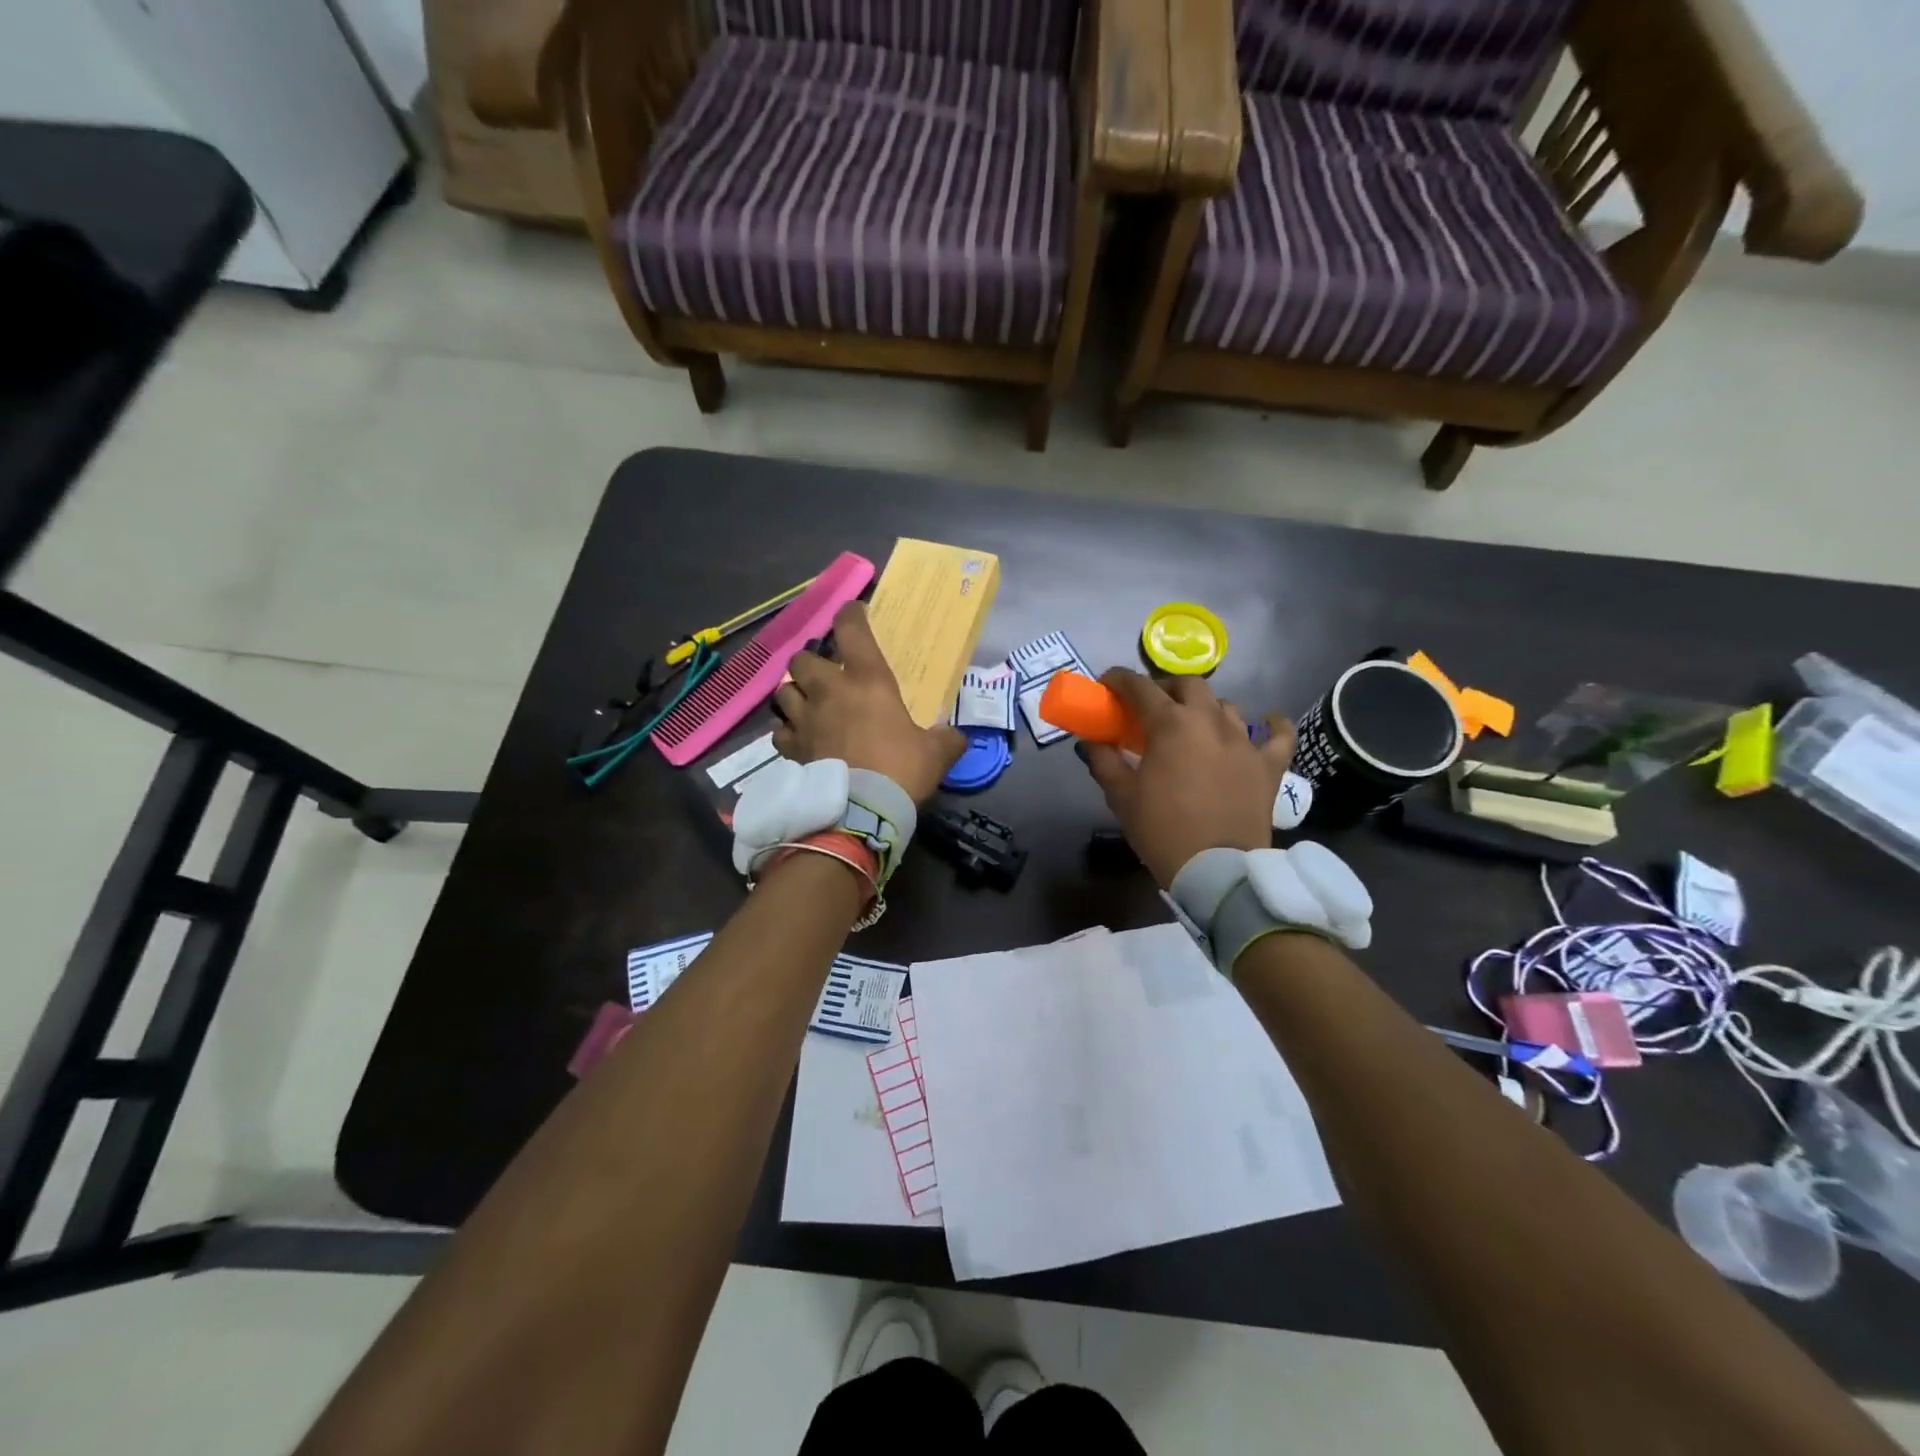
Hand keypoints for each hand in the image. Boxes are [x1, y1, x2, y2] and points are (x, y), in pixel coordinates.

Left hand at [772, 602, 964, 803]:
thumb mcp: (937, 752)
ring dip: (794, 693)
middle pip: (802, 658)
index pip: (851, 629)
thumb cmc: (901, 770)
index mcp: (867, 680)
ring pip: (783, 691)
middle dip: (811, 661)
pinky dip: (787, 730)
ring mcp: (805, 719)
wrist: (862, 812)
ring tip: (806, 703)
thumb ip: (946, 738)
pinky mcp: (791, 748)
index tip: (854, 613)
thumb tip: (956, 737)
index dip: (850, 614)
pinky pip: (779, 731)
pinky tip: (798, 737)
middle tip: (825, 674)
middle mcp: (829, 691)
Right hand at [1080, 669, 1296, 886]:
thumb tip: (1092, 741)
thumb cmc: (1162, 830)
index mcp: (1170, 725)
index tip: (1106, 685)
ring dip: (1205, 708)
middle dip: (1165, 688)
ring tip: (1194, 725)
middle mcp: (1209, 721)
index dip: (1118, 680)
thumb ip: (1104, 761)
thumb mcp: (1121, 796)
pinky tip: (1267, 722)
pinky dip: (1272, 725)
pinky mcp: (1269, 764)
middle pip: (1187, 685)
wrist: (1216, 870)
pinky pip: (1279, 735)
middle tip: (1150, 708)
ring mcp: (1244, 740)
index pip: (1139, 687)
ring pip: (1225, 706)